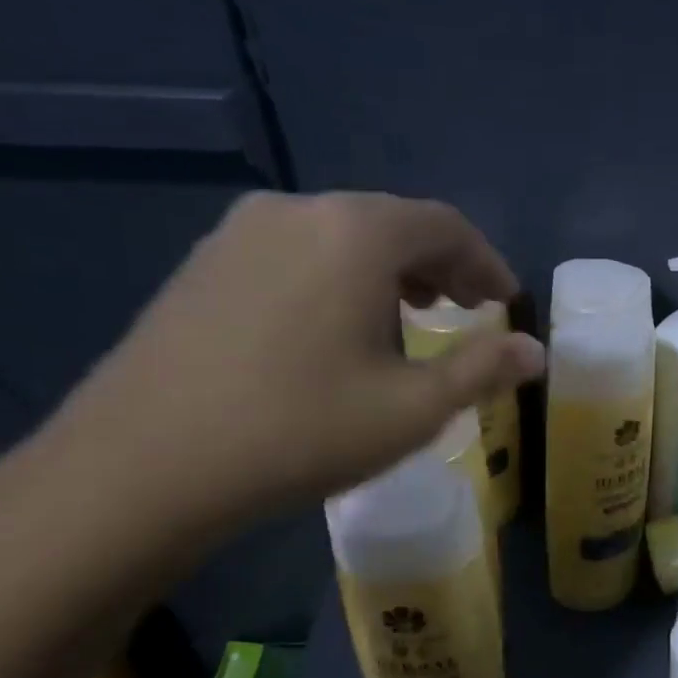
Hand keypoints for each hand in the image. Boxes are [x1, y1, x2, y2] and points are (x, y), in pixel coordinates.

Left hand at [39, 191, 544, 542]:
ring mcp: (239, 233)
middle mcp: (297, 211)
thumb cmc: (299, 431)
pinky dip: (335, 278)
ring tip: (405, 318)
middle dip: (438, 265)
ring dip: (386, 271)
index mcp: (356, 233)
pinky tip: (332, 329)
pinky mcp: (202, 264)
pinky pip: (293, 254)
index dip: (486, 262)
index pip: (444, 225)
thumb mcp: (412, 409)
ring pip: (338, 237)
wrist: (142, 466)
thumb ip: (481, 370)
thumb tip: (535, 351)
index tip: (505, 301)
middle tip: (464, 309)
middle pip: (390, 223)